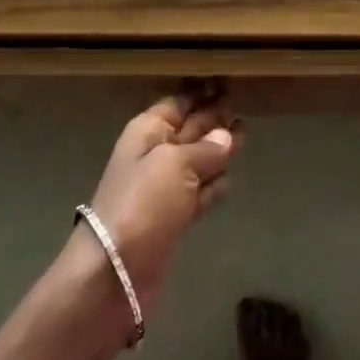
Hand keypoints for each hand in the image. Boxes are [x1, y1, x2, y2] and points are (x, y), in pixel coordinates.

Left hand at [77, 90, 241, 308]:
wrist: (114, 273)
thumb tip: (227, 135)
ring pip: (196, 161)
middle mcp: (154, 155)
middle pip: (189, 130)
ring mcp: (162, 189)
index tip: (230, 86)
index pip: (179, 103)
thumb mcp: (175, 165)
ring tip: (245, 139)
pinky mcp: (172, 219)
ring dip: (218, 152)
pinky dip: (213, 186)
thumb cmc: (142, 204)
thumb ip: (205, 148)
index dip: (202, 94)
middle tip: (245, 110)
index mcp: (148, 132)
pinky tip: (231, 180)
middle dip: (214, 120)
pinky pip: (198, 193)